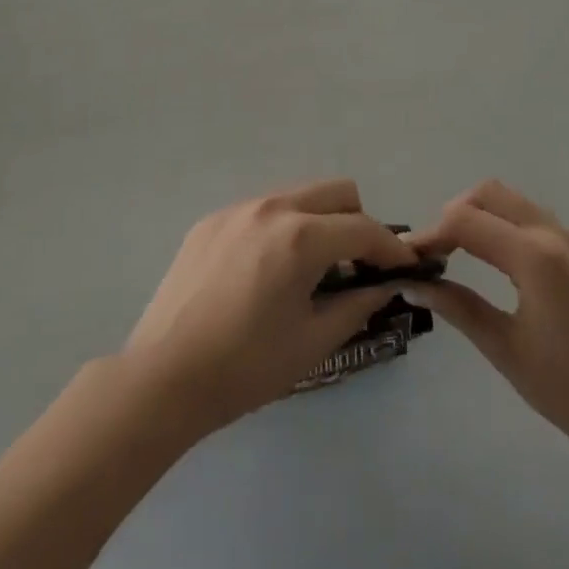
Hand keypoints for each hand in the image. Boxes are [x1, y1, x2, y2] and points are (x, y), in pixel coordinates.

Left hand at [124, 179, 420, 435]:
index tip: (404, 268)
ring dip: (319, 222)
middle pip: (336, 192)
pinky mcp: (211, 220)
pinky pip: (262, 210)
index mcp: (300, 237)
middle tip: (356, 267)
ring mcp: (237, 209)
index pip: (364, 228)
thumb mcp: (313, 342)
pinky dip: (281, 229)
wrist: (164, 376)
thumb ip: (357, 305)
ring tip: (310, 271)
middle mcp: (271, 207)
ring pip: (298, 196)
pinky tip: (267, 272)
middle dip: (358, 223)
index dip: (392, 248)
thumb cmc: (246, 367)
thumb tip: (383, 287)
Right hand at [412, 181, 568, 471]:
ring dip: (483, 216)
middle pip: (490, 194)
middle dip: (455, 213)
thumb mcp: (504, 348)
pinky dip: (510, 227)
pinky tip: (502, 264)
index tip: (409, 258)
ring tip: (462, 252)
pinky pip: (539, 222)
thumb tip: (412, 282)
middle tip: (437, 251)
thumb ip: (456, 306)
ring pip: (516, 203)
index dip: (431, 235)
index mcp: (535, 257)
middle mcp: (556, 235)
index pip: (466, 222)